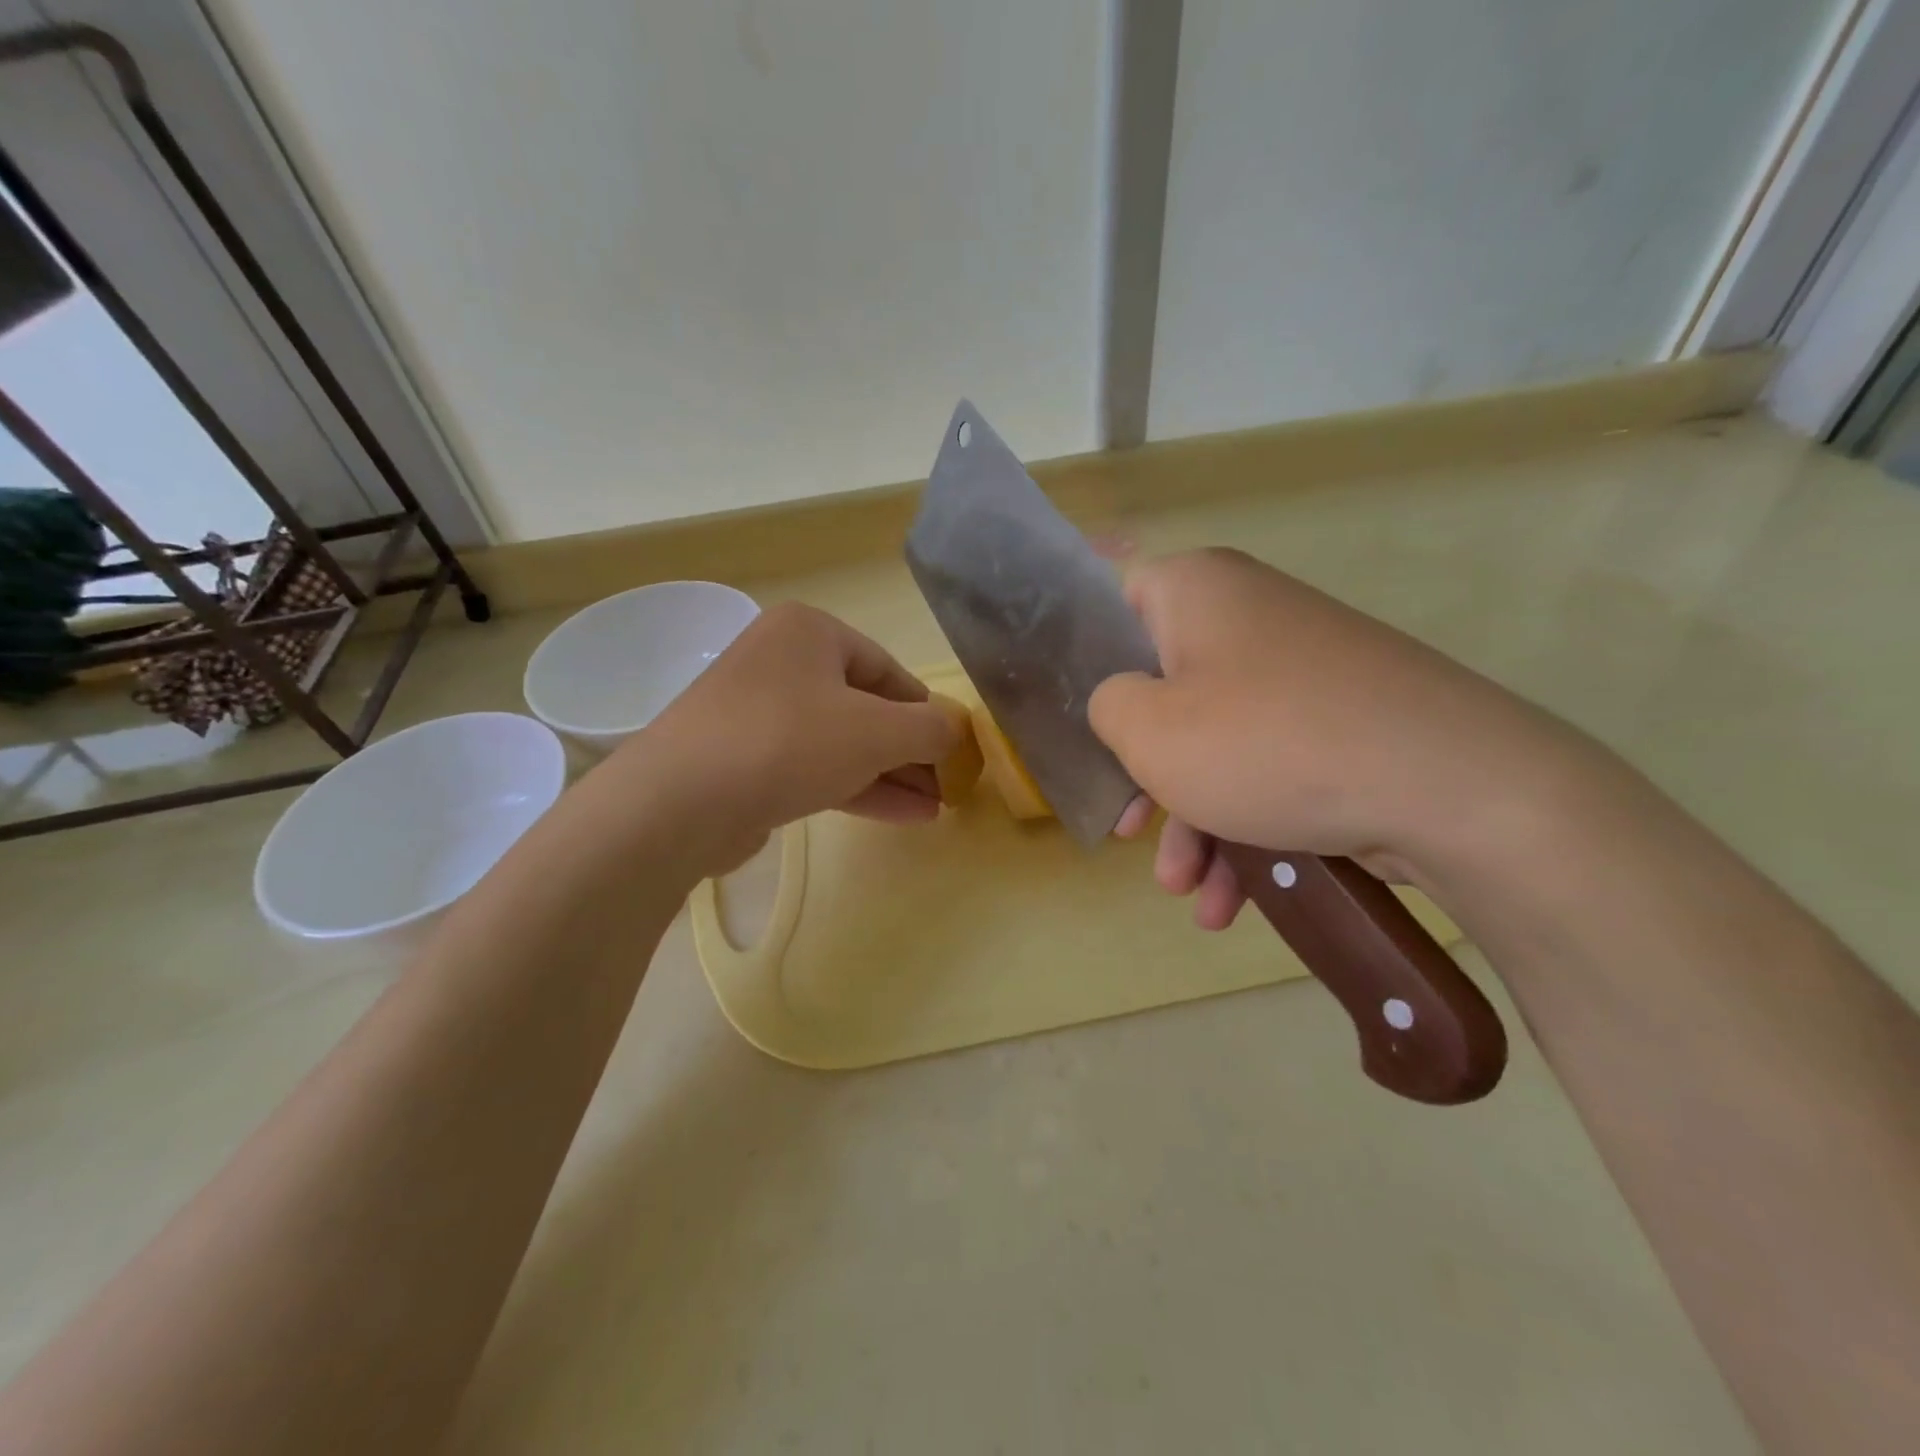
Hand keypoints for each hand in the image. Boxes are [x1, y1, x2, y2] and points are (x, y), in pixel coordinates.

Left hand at [596, 601, 958, 876]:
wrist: (681, 802)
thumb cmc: (789, 742)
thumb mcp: (878, 731)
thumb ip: (930, 728)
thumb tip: (955, 731)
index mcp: (809, 632)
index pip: (887, 670)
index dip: (926, 711)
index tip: (953, 748)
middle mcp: (781, 663)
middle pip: (865, 707)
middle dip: (910, 751)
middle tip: (946, 784)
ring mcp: (759, 714)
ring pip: (841, 742)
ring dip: (890, 774)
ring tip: (935, 807)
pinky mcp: (746, 761)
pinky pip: (814, 767)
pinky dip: (857, 787)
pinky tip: (903, 815)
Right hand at [1089, 549, 1573, 929]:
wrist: (1454, 788)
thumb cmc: (1268, 744)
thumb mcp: (1149, 730)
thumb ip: (1106, 706)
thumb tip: (1123, 703)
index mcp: (1199, 591)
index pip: (1117, 603)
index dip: (1088, 662)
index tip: (1083, 725)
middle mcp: (1250, 616)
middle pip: (1166, 690)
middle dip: (1146, 775)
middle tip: (1129, 831)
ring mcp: (1302, 671)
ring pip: (1217, 741)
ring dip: (1194, 823)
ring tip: (1188, 893)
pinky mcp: (1340, 722)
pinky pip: (1267, 764)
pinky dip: (1245, 826)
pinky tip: (1234, 900)